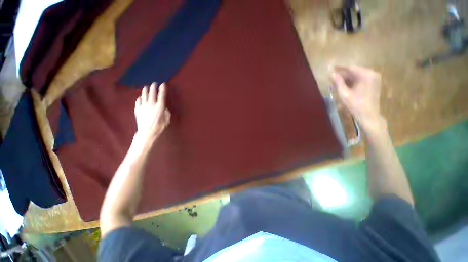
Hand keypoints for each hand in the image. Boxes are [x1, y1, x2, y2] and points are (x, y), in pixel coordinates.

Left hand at [134, 82, 170, 143]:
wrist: (147, 131)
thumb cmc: (159, 126)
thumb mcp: (167, 120)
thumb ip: (167, 113)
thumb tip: (164, 109)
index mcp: (160, 106)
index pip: (162, 95)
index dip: (162, 89)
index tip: (163, 84)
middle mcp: (151, 104)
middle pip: (152, 93)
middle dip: (153, 87)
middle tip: (154, 83)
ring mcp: (143, 106)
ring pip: (144, 95)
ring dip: (145, 90)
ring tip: (146, 87)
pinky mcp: (137, 109)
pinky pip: (138, 101)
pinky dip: (140, 98)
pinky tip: (140, 97)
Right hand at [330, 65, 385, 131]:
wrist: (368, 115)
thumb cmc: (355, 105)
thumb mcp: (344, 93)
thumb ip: (337, 82)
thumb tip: (331, 73)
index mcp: (366, 75)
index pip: (350, 68)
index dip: (339, 68)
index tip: (330, 68)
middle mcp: (372, 73)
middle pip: (354, 71)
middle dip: (342, 74)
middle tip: (331, 78)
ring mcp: (374, 78)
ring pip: (357, 75)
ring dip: (346, 78)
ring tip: (335, 82)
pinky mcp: (374, 83)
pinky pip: (361, 79)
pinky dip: (352, 81)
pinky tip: (344, 85)